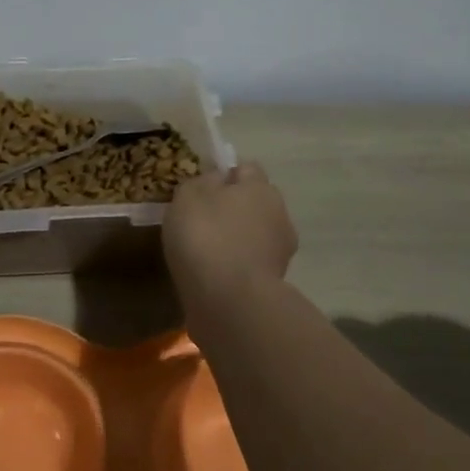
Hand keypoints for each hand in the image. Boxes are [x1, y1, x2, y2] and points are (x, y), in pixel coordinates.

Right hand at [163, 163, 297, 301]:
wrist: (229, 301)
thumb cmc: (205, 236)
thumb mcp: (188, 196)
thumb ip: (202, 182)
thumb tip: (217, 180)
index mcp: (260, 187)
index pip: (246, 169)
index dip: (225, 175)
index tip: (202, 190)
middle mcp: (279, 214)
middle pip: (255, 203)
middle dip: (234, 209)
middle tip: (202, 222)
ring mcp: (281, 251)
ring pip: (256, 234)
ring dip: (238, 239)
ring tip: (207, 253)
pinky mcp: (274, 283)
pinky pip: (251, 263)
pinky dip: (237, 265)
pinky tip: (215, 275)